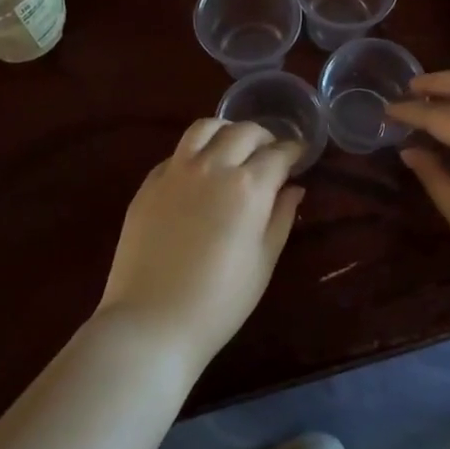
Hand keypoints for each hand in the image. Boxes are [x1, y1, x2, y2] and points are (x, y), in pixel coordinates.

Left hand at [97, 119, 305, 367]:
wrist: (152, 321)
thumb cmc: (220, 300)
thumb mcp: (264, 261)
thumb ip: (281, 217)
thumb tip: (294, 188)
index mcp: (248, 186)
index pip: (279, 153)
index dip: (294, 151)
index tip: (300, 156)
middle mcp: (213, 167)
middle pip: (244, 131)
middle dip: (265, 137)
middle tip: (271, 153)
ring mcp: (176, 171)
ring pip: (205, 127)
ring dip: (227, 131)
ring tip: (234, 147)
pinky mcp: (149, 183)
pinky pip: (177, 152)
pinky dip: (196, 151)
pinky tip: (200, 172)